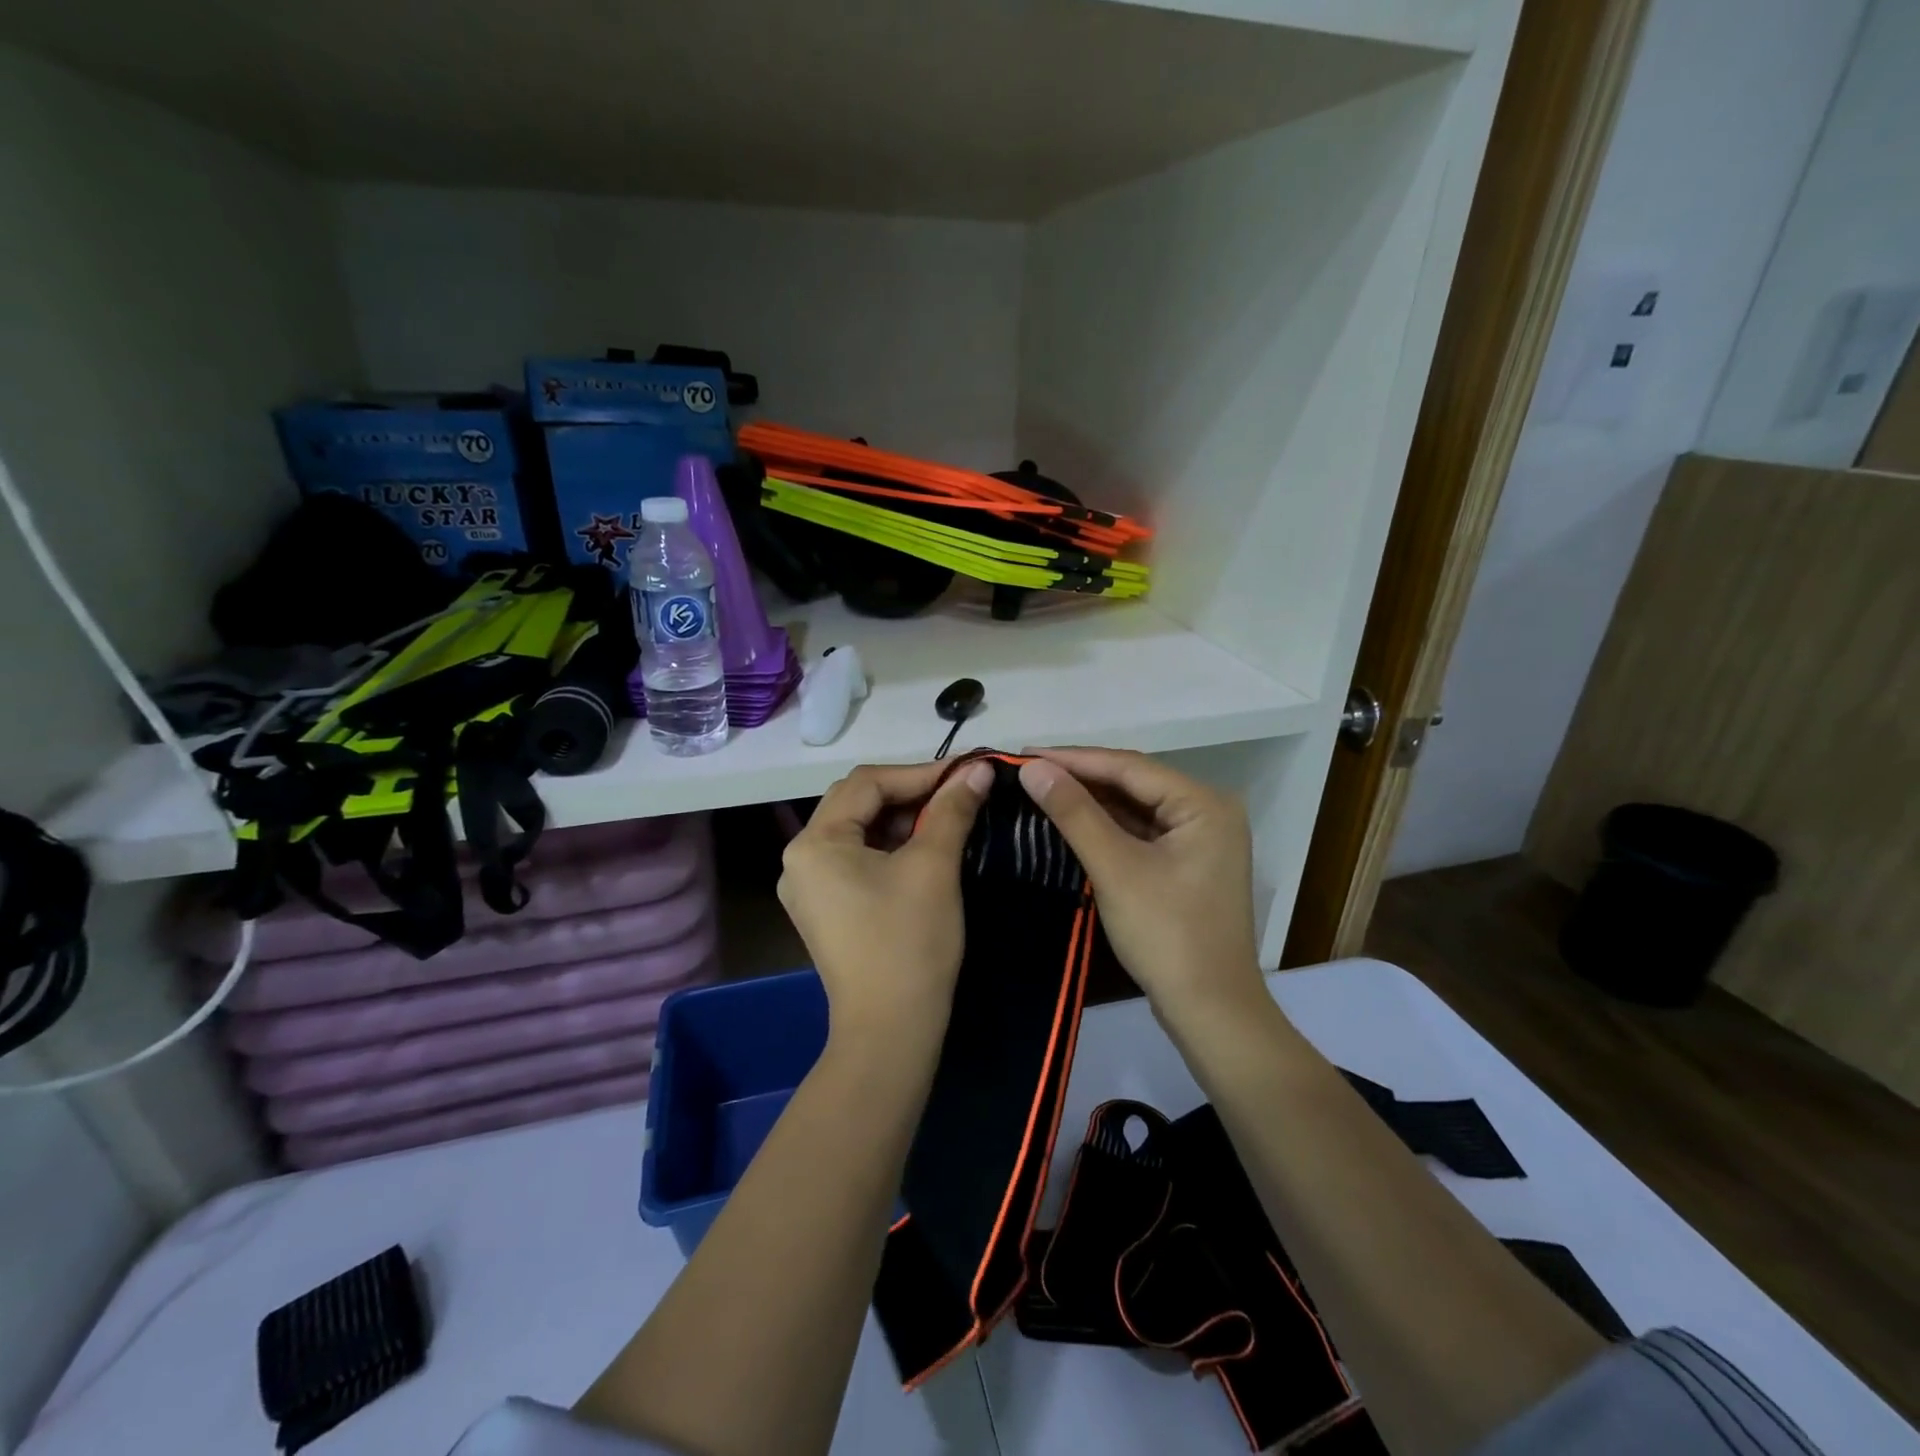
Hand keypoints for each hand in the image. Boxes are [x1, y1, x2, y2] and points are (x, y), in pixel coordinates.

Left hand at [778, 760, 993, 1047]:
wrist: (891, 1031)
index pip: (868, 783)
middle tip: (958, 795)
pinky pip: (856, 859)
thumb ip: (953, 809)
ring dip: (902, 820)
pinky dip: (890, 848)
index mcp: (814, 843)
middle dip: (910, 794)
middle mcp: (800, 859)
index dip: (920, 773)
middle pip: (857, 803)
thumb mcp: (934, 866)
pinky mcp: (825, 909)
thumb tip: (979, 769)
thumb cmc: (909, 942)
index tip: (967, 774)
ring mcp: (809, 887)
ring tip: (948, 820)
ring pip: (859, 831)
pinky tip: (925, 850)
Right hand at [1018, 748, 1267, 1034]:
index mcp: (1203, 803)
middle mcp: (1207, 811)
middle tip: (1025, 770)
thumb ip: (1074, 813)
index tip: (1022, 754)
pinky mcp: (1186, 864)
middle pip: (1133, 783)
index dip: (1072, 758)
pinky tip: (1070, 820)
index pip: (1128, 766)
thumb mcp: (1115, 868)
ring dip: (1090, 801)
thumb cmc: (1166, 934)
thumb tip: (1032, 768)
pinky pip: (1140, 832)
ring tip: (1039, 789)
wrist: (1210, 1011)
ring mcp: (1200, 839)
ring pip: (1135, 807)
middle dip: (1080, 777)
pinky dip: (1106, 827)